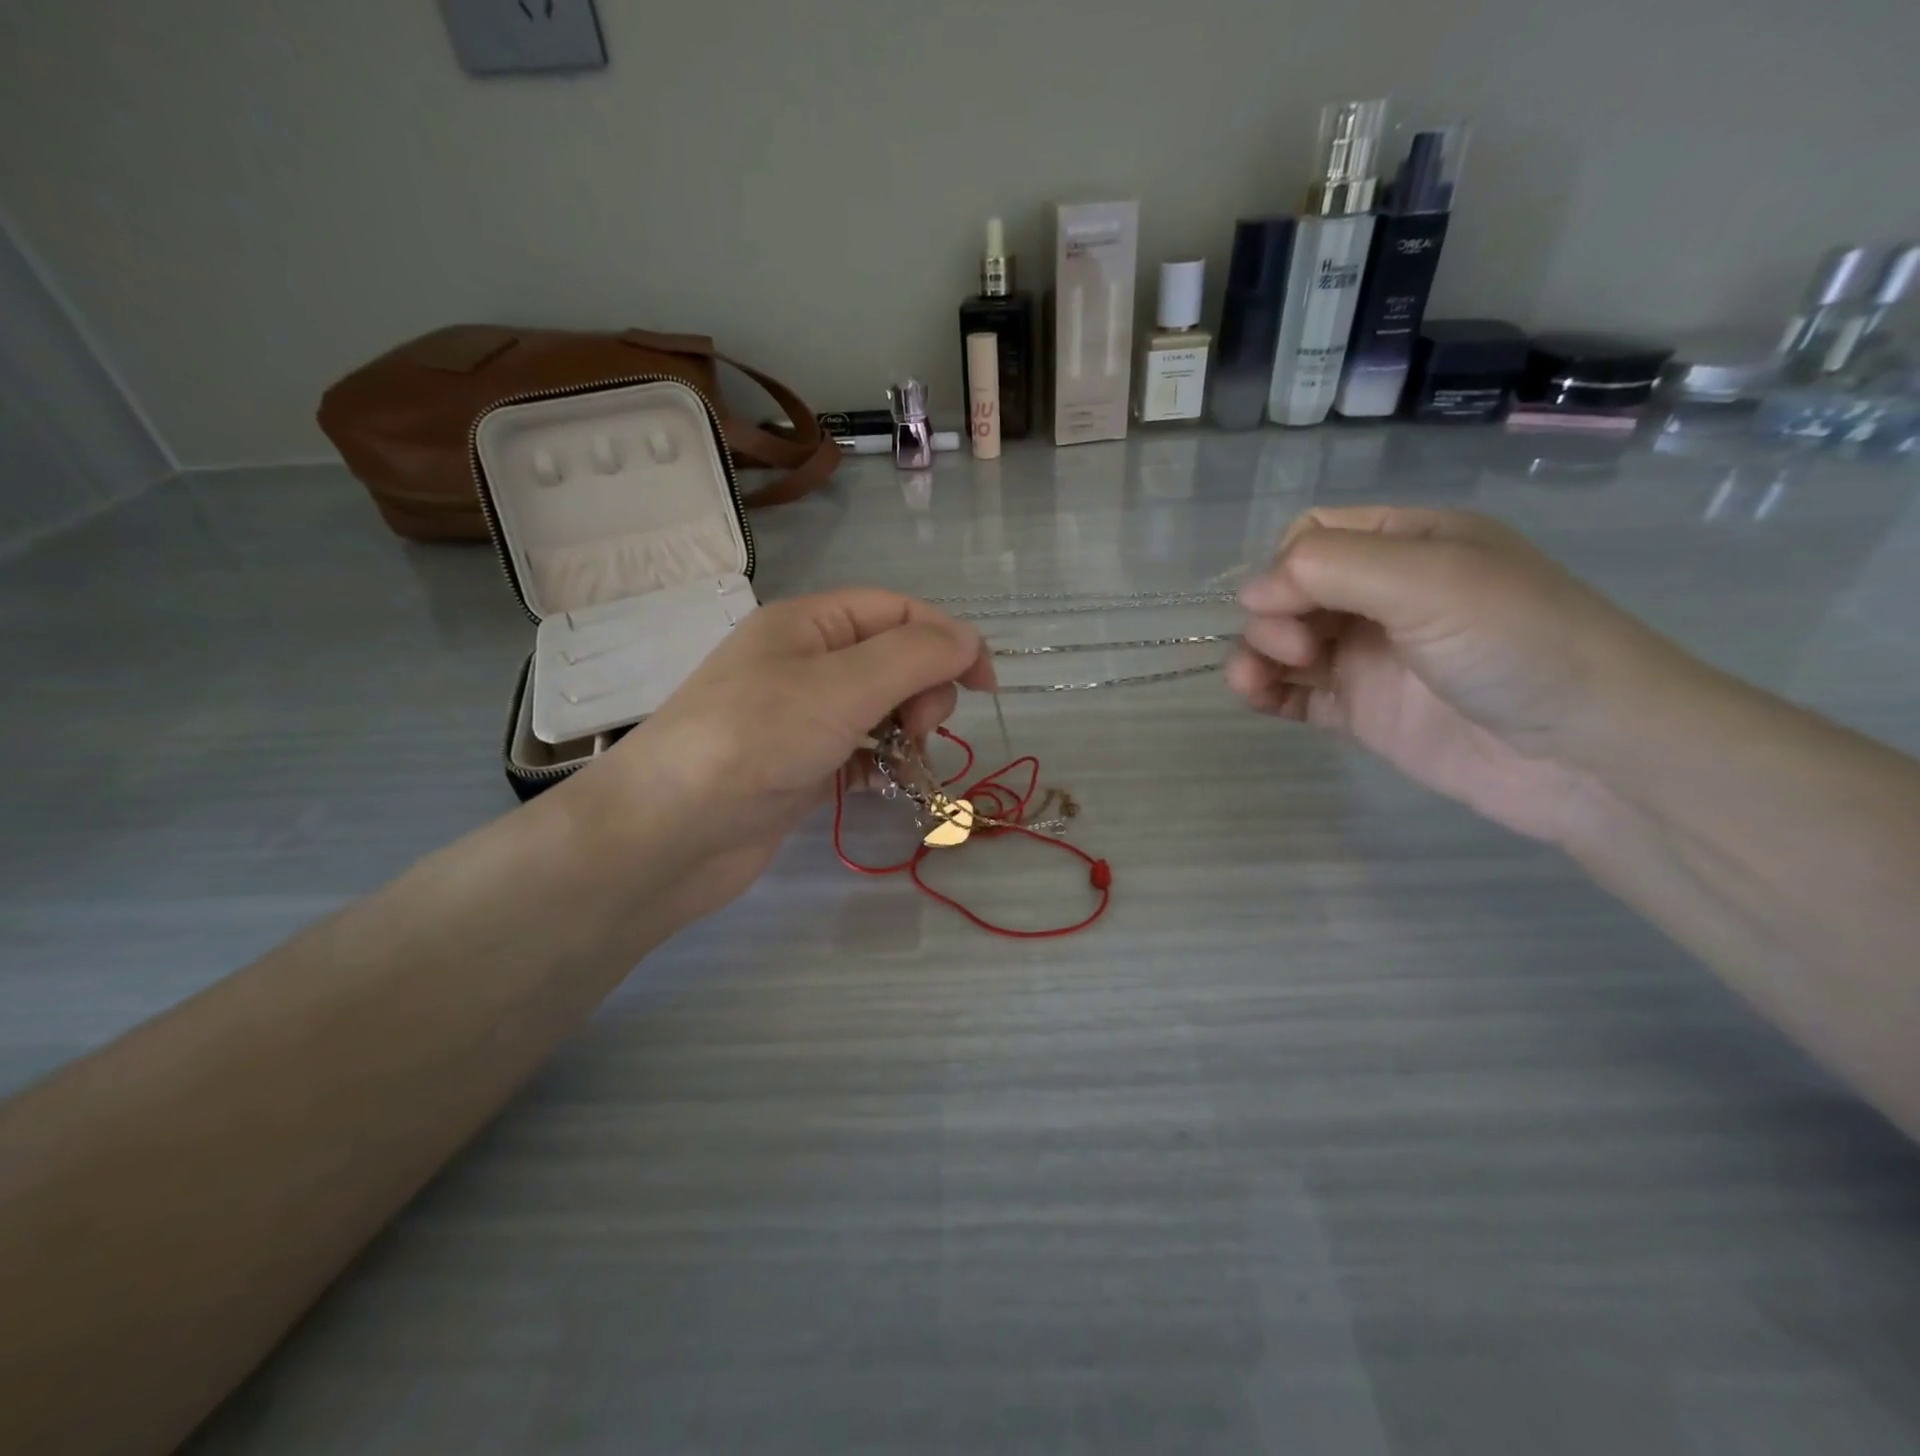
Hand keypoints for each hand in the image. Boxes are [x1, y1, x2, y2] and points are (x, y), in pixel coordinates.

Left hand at [573, 590, 992, 919]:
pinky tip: (882, 783)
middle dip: (923, 690)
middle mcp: (804, 661)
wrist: (670, 834)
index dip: (949, 640)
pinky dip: (880, 762)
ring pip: (880, 708)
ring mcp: (800, 716)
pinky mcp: (799, 765)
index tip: (985, 687)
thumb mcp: (842, 686)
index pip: (899, 611)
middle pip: (893, 659)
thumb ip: (914, 657)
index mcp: (809, 623)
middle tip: (922, 729)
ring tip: (905, 761)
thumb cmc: (756, 741)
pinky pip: (859, 750)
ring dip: (906, 730)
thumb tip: (968, 641)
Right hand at [1229, 506, 1684, 843]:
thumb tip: (1250, 593)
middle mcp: (1384, 596)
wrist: (1590, 755)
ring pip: (1284, 644)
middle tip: (1299, 652)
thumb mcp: (1429, 579)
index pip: (1313, 536)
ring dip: (1256, 656)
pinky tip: (1258, 700)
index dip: (1285, 567)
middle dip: (1273, 617)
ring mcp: (1372, 657)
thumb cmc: (1517, 644)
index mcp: (1408, 544)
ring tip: (1254, 685)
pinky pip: (1296, 694)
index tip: (1288, 605)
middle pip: (1291, 592)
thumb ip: (1330, 569)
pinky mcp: (1363, 711)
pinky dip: (1267, 693)